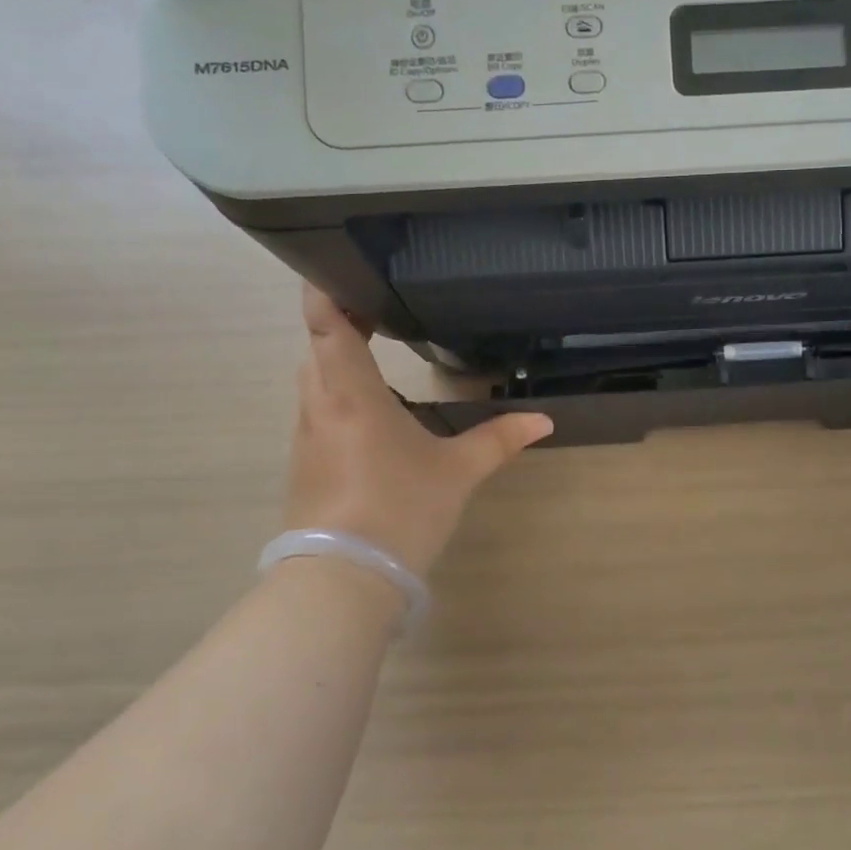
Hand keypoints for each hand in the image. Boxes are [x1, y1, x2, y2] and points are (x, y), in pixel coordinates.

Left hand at [285, 286, 553, 574]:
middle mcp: (320, 407)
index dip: (325, 290)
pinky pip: (318, 414)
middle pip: (317, 349)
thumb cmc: (399, 508)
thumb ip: (499, 440)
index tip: (342, 269)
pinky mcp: (306, 466)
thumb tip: (544, 420)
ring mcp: (307, 438)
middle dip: (339, 324)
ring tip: (375, 352)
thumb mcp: (457, 472)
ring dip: (337, 362)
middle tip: (376, 309)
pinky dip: (338, 397)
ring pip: (315, 382)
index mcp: (351, 394)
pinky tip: (371, 413)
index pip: (325, 325)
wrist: (343, 580)